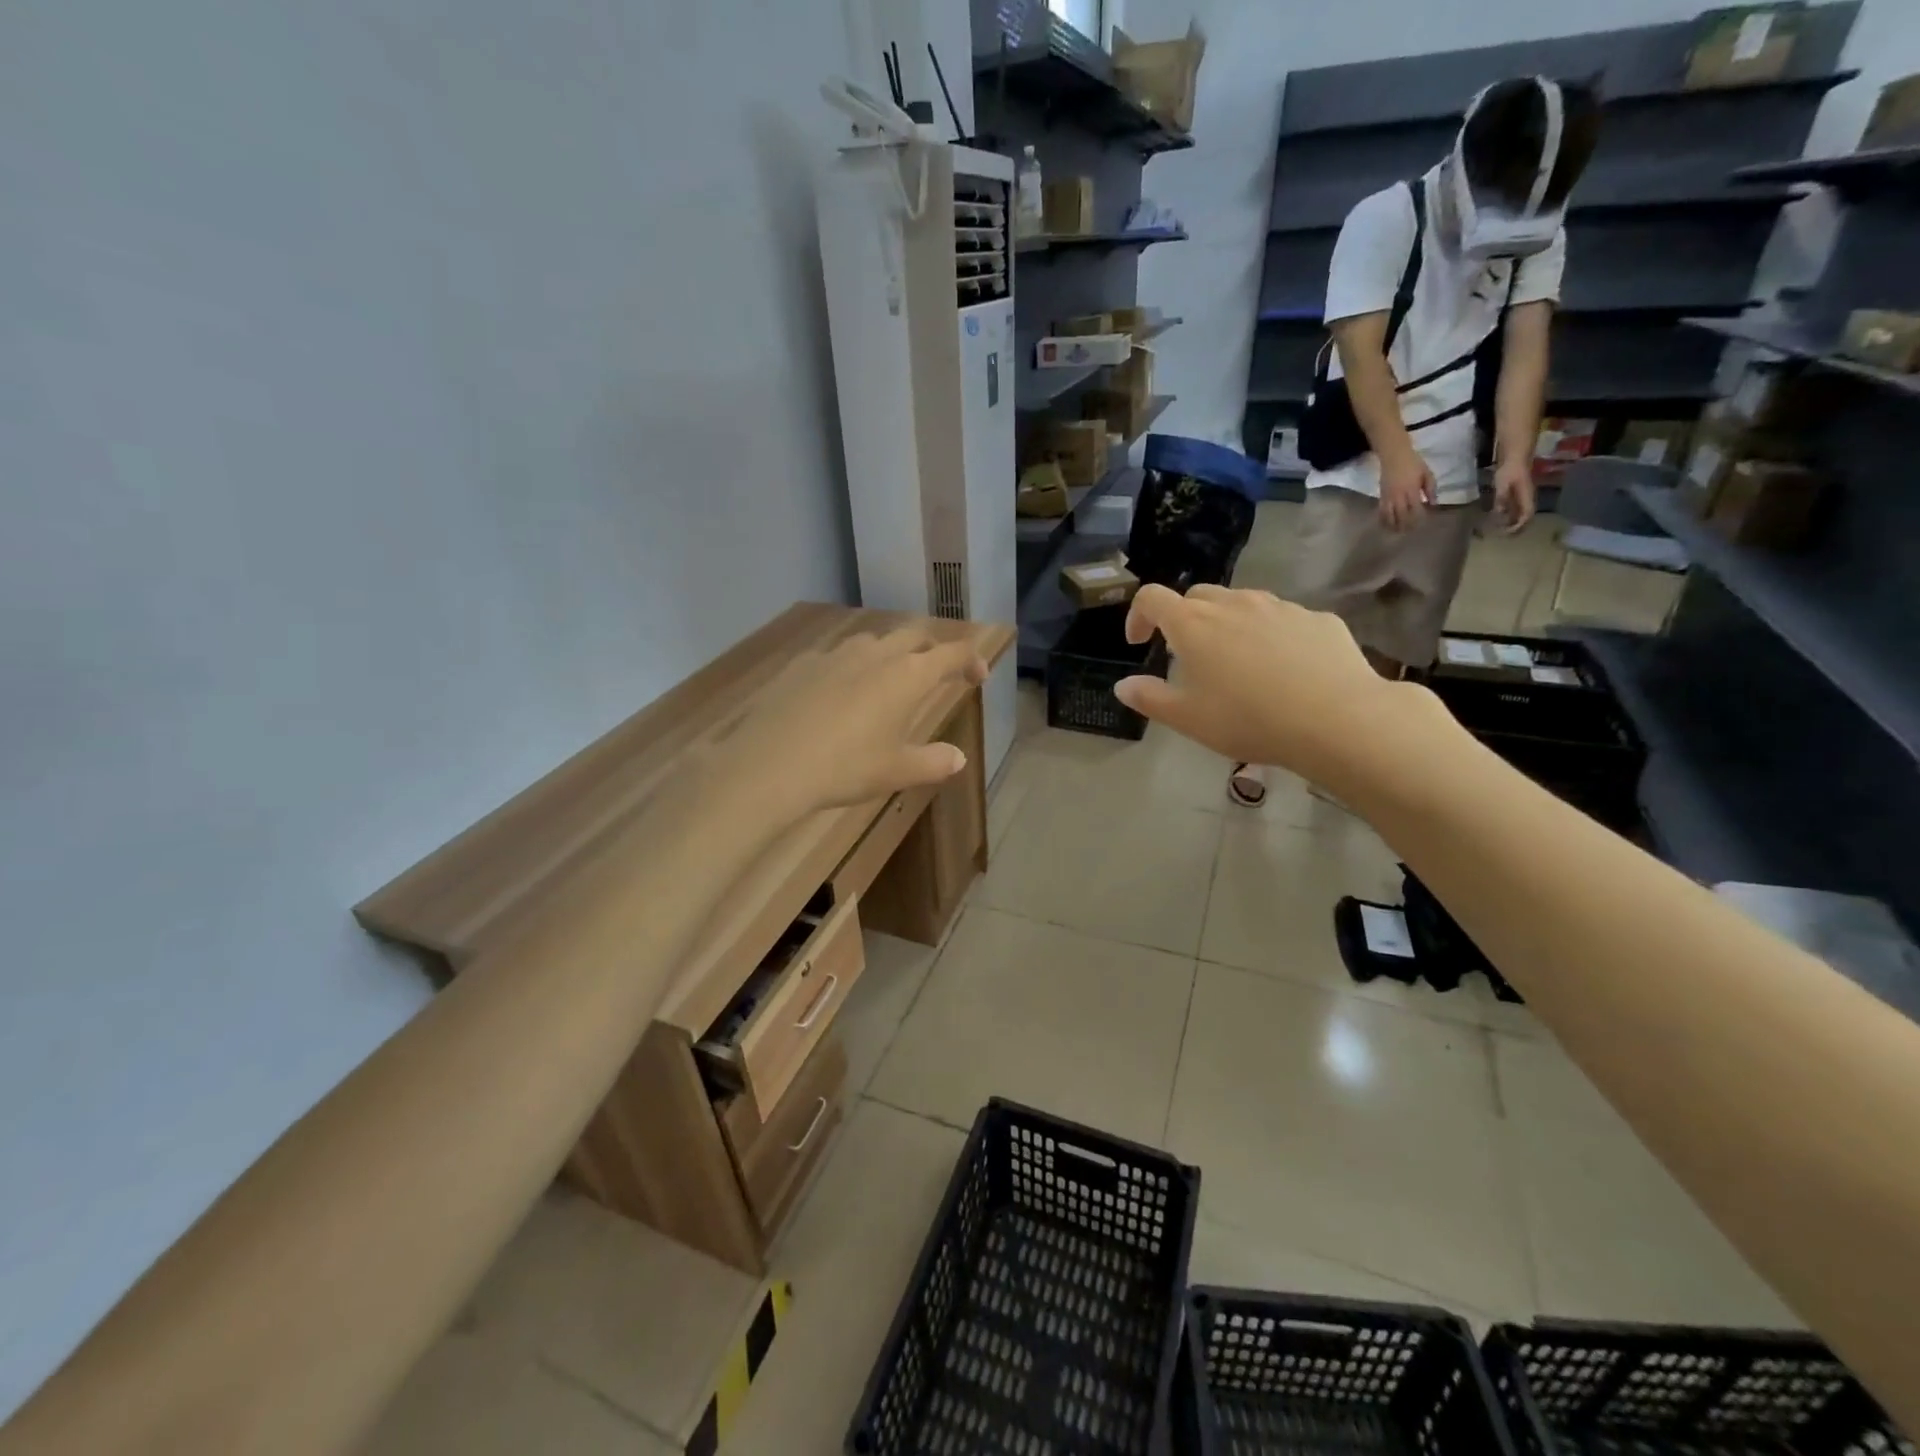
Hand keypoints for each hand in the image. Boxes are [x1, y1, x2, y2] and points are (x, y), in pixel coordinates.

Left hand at [714, 625, 987, 824]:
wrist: (770, 764)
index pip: (952, 652)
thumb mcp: (897, 772)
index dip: (971, 659)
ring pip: (873, 641)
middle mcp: (875, 654)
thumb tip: (957, 758)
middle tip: (937, 673)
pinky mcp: (802, 665)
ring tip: (887, 682)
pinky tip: (839, 696)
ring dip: (890, 655)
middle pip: (914, 636)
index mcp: (907, 675)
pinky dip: (851, 668)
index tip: (978, 676)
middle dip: (932, 649)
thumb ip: (934, 762)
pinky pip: (837, 657)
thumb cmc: (846, 768)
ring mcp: (835, 655)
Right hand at [1114, 585, 1416, 788]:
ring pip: (1242, 604)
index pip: (1152, 598)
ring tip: (1237, 662)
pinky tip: (1283, 670)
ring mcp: (1279, 606)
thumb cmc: (1248, 719)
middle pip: (1197, 595)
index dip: (1138, 615)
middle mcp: (1234, 603)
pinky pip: (1282, 619)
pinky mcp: (1317, 618)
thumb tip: (1123, 685)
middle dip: (1184, 618)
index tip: (1139, 642)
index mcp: (1193, 624)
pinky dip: (1270, 635)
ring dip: (1228, 624)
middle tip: (1187, 655)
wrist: (1337, 719)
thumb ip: (1149, 698)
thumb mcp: (1188, 719)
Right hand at [1378, 447, 1436, 531]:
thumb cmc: (1413, 463)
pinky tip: (1386, 525)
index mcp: (1412, 489)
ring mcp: (1388, 497)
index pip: (1416, 508)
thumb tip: (1433, 504)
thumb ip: (1431, 489)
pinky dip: (1384, 520)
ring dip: (1393, 525)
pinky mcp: (1381, 496)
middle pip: (1402, 515)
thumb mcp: (1427, 473)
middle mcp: (1399, 495)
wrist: (1394, 455)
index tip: (1423, 523)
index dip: (1419, 518)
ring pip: (1389, 516)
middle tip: (1410, 531)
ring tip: (1397, 532)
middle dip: (1406, 525)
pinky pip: (1381, 512)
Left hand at [1493, 458, 1536, 532]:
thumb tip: (1500, 513)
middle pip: (1525, 517)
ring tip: (1500, 530)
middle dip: (1517, 528)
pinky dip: (1509, 516)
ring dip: (1512, 523)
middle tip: (1503, 535)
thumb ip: (1501, 498)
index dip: (1519, 526)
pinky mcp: (1517, 495)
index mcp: (1526, 497)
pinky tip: (1499, 520)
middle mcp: (1527, 499)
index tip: (1508, 532)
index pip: (1527, 515)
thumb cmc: (1510, 470)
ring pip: (1520, 514)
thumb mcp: (1503, 484)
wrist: (1515, 458)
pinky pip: (1515, 509)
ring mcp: (1523, 497)